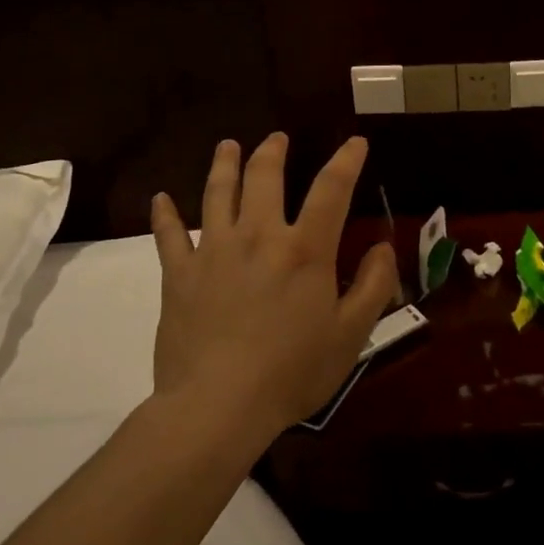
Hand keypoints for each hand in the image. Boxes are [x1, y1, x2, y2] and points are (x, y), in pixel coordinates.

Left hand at [150, 133, 398, 433]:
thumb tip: (383, 247)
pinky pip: (168, 236)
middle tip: (276, 138)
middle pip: (264, 178)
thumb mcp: (351, 334)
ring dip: (224, 165)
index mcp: (304, 249)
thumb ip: (373, 285)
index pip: (331, 190)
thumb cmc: (292, 371)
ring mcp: (213, 252)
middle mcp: (258, 236)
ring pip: (217, 194)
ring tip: (227, 146)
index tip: (354, 142)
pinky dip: (164, 215)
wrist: (218, 406)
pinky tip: (160, 199)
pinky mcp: (179, 275)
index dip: (346, 161)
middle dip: (273, 152)